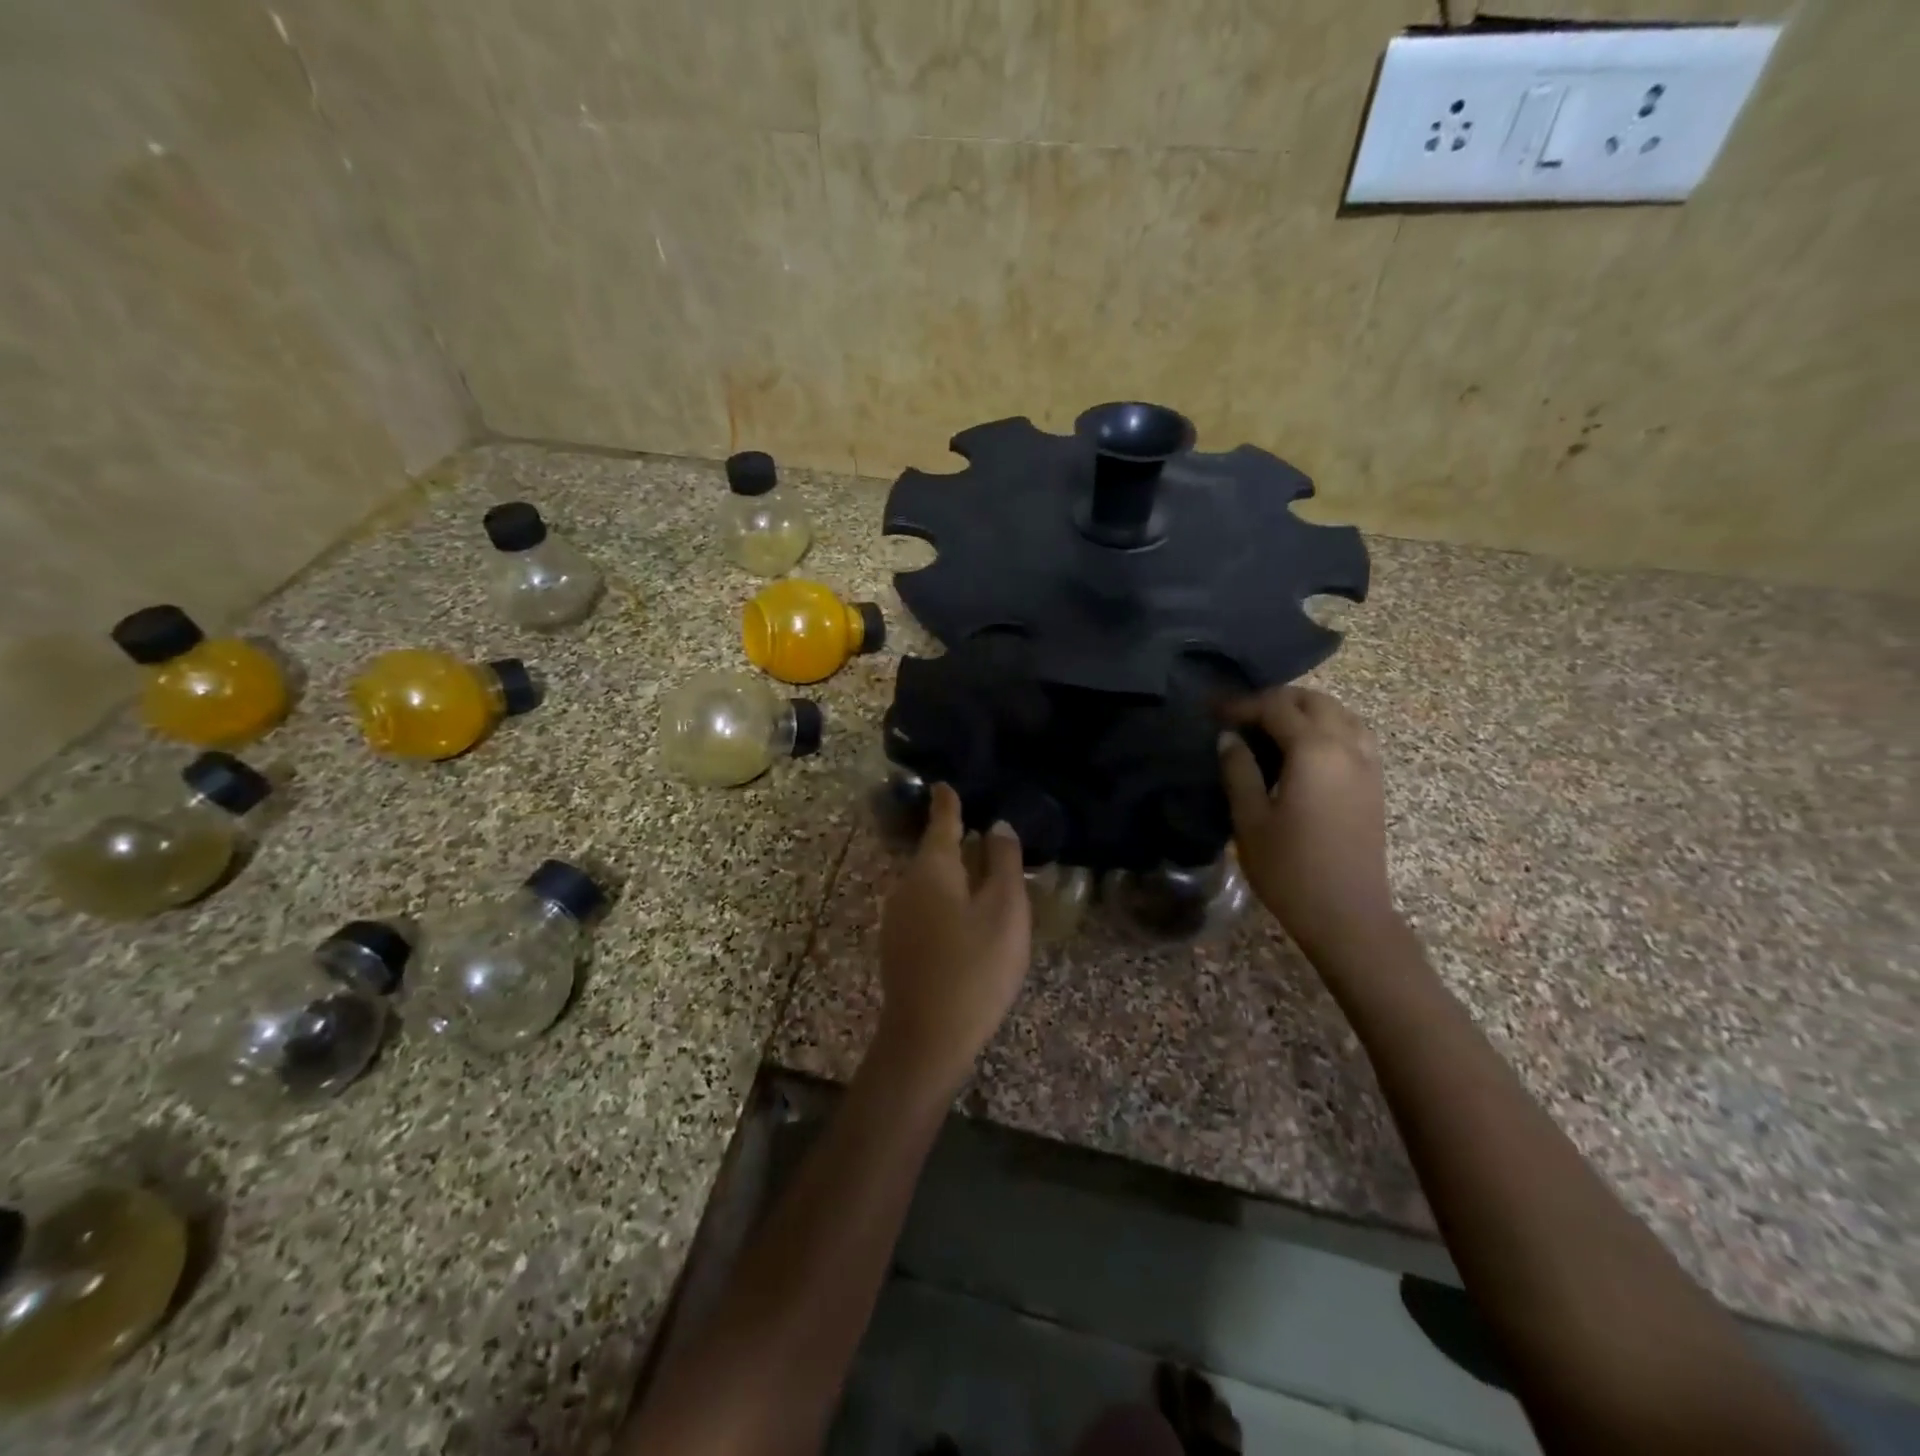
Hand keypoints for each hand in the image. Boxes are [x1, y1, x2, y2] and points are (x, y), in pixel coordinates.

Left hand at [875, 784, 1032, 1093]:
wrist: (927, 1037)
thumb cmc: (974, 967)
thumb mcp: (1004, 911)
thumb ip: (1003, 862)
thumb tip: (998, 825)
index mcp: (932, 868)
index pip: (942, 821)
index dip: (948, 802)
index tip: (945, 783)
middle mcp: (906, 884)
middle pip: (935, 853)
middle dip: (958, 842)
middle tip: (987, 835)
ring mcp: (897, 916)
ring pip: (930, 882)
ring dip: (954, 875)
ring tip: (985, 875)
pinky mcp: (898, 944)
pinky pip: (925, 906)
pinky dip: (946, 900)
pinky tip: (966, 918)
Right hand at [1218, 687, 1398, 956]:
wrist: (1347, 915)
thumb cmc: (1289, 869)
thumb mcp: (1250, 820)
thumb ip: (1238, 771)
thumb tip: (1228, 738)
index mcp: (1314, 751)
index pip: (1275, 707)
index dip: (1242, 705)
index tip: (1213, 713)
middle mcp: (1347, 746)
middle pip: (1313, 701)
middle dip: (1275, 700)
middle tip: (1241, 718)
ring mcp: (1367, 763)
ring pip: (1340, 713)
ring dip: (1305, 711)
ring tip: (1271, 729)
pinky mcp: (1374, 782)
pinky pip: (1354, 734)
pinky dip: (1328, 727)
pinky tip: (1304, 750)